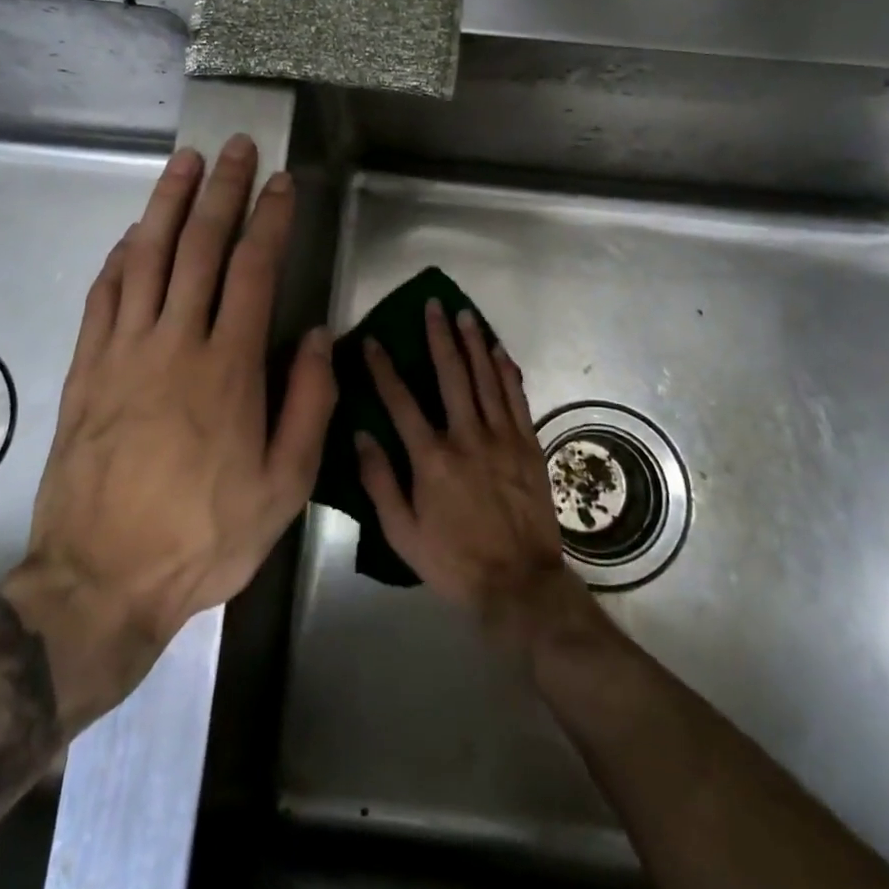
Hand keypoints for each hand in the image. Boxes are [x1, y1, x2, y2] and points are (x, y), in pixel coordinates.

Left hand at [8, 135, 335, 659]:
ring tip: (185, 163)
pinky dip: (120, 257)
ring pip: (146, 258)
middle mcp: (175, 343)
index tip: (282, 183)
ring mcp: (122, 351)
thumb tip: (315, 336)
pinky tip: (132, 235)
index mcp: (228, 368)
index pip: (253, 270)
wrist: (101, 579)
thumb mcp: (284, 485)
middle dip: (222, 191)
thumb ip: (308, 403)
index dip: (270, 219)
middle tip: (236, 148)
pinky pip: (104, 296)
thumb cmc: (204, 534)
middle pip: (199, 247)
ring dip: (167, 204)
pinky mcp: (86, 368)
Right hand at [356, 300, 583, 648]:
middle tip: (434, 304)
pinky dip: (506, 371)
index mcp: (431, 458)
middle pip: (451, 374)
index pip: (400, 401)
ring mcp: (502, 437)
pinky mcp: (528, 444)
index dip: (384, 368)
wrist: (520, 584)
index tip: (373, 340)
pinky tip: (498, 350)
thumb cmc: (454, 561)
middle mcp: (467, 437)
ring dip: (474, 342)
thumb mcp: (402, 533)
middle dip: (439, 336)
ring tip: (465, 313)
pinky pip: (516, 397)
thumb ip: (380, 481)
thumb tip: (360, 435)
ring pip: (486, 378)